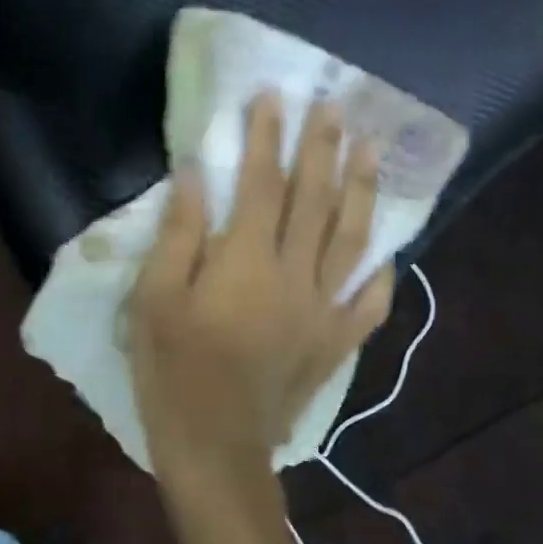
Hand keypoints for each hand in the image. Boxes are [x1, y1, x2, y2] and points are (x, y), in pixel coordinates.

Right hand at [129, 93, 395, 500]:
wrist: (215, 446)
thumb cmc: (172, 370)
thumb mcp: (154, 299)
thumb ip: (178, 234)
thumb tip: (195, 174)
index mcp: (247, 261)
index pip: (262, 183)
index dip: (268, 137)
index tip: (273, 97)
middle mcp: (295, 275)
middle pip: (315, 199)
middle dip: (323, 148)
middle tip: (334, 107)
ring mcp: (324, 310)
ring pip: (352, 238)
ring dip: (362, 189)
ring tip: (370, 151)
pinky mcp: (336, 343)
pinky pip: (370, 300)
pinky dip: (381, 271)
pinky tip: (387, 250)